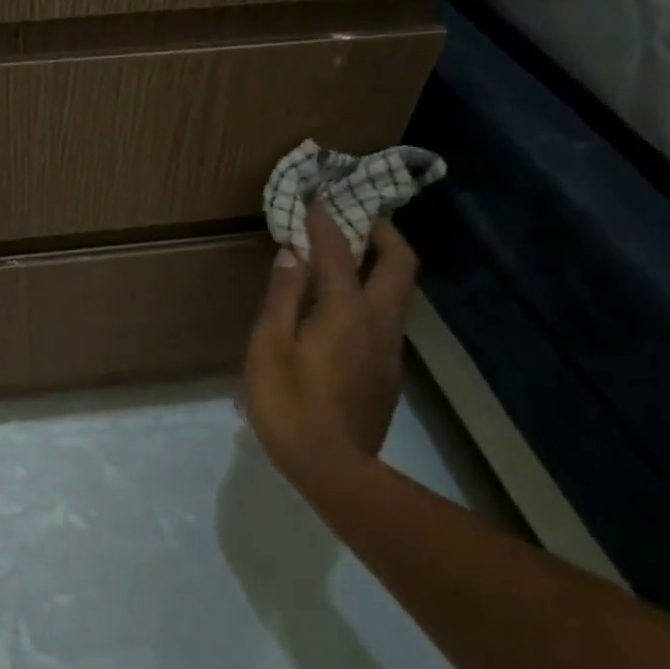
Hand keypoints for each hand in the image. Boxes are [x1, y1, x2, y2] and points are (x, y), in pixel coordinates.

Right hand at [244, 210, 417, 483]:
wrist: (334, 469)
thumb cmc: (290, 403)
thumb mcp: (269, 346)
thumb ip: (283, 296)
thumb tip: (291, 254)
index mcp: (346, 310)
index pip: (339, 251)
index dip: (326, 221)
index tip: (315, 198)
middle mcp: (379, 322)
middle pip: (399, 264)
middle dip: (384, 232)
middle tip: (359, 216)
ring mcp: (389, 350)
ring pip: (396, 293)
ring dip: (378, 265)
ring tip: (346, 259)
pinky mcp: (388, 374)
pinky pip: (384, 320)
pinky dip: (370, 298)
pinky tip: (341, 313)